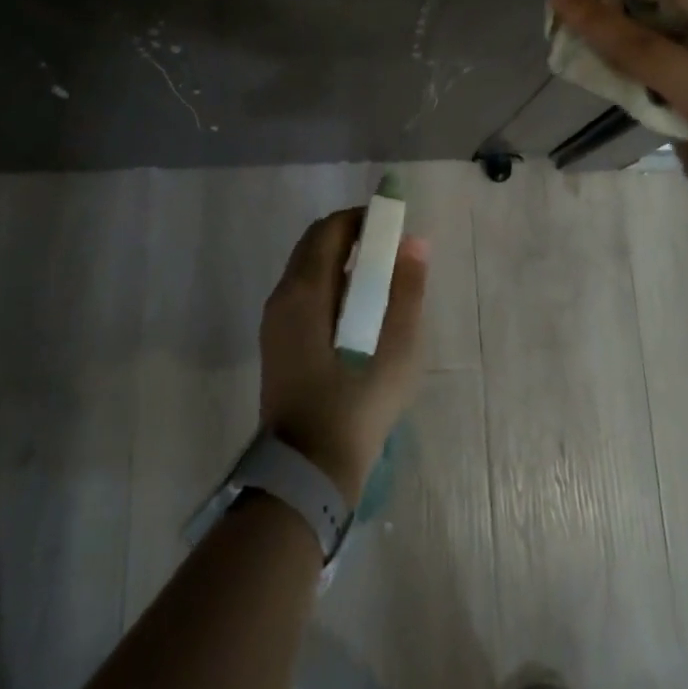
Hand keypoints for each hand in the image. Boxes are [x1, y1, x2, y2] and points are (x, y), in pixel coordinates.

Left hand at [259, 210, 428, 504]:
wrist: (308, 470)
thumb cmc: (357, 404)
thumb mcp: (397, 347)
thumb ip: (407, 290)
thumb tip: (414, 243)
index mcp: (305, 291)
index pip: (329, 230)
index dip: (361, 218)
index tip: (392, 225)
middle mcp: (282, 296)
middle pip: (314, 245)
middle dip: (350, 236)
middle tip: (388, 248)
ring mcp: (274, 321)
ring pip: (306, 269)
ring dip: (339, 260)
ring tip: (379, 278)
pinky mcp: (276, 343)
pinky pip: (302, 294)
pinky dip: (329, 284)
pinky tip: (357, 310)